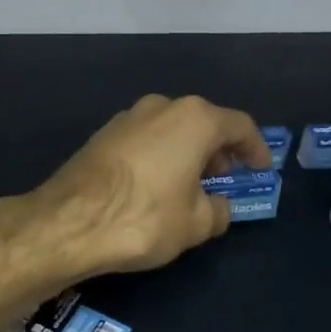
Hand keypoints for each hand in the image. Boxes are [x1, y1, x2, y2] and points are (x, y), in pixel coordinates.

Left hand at [25, 94, 269, 276]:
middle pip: (202, 122)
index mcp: (194, 119)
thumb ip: (217, 210)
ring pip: (170, 129)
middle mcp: (161, 107)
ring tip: (190, 185)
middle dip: (218, 149)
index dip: (255, 148)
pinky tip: (155, 185)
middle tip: (224, 178)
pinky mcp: (102, 134)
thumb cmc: (144, 217)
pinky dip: (159, 156)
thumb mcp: (196, 224)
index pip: (239, 125)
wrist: (69, 221)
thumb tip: (218, 206)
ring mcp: (127, 117)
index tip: (261, 168)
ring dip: (186, 152)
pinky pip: (144, 140)